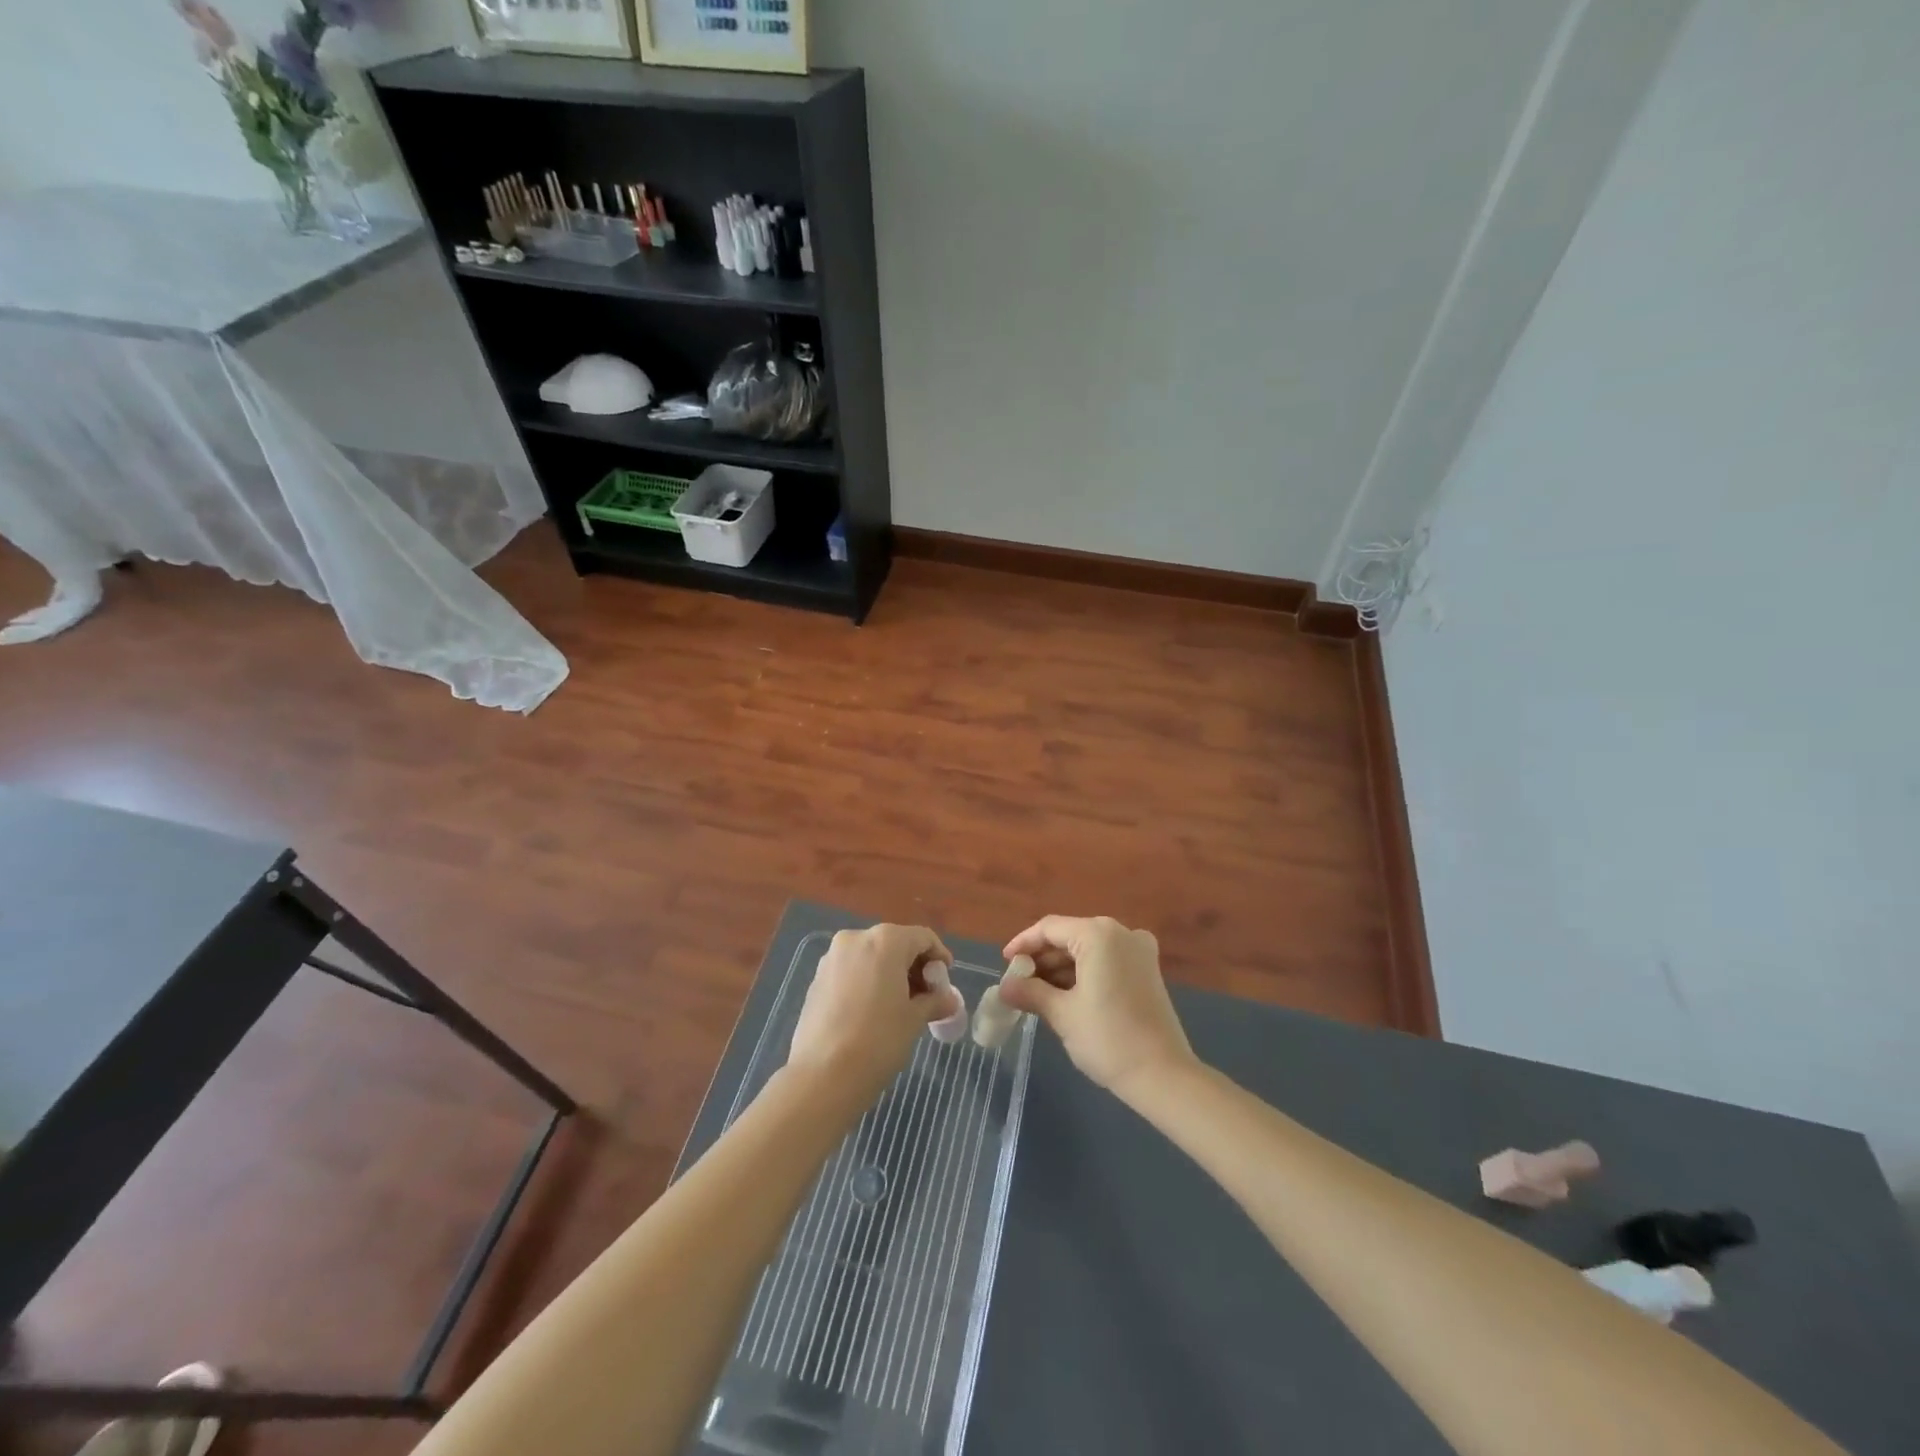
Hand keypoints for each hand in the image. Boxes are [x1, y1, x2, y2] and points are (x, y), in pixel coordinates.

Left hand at [789, 925, 963, 1102]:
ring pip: (871, 957)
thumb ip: (935, 1002)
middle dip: (913, 967)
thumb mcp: (915, 1020)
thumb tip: (949, 1000)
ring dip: (889, 975)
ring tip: (900, 1007)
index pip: (923, 938)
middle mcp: (856, 938)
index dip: (939, 957)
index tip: (946, 982)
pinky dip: (867, 983)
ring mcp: (832, 958)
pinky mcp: (816, 979)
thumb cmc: (878, 1040)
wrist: (822, 1076)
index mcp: (885, 940)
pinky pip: (851, 972)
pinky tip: (872, 1012)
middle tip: (926, 997)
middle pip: (895, 944)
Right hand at [1000, 915, 1197, 1099]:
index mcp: (1099, 934)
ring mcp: (1139, 950)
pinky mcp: (1147, 970)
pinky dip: (1084, 973)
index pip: (1050, 928)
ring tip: (1036, 993)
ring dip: (1061, 968)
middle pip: (1070, 936)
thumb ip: (1030, 993)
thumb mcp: (1062, 1014)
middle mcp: (1121, 932)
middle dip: (1042, 958)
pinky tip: (1064, 995)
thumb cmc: (1108, 1039)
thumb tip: (1004, 988)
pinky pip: (1107, 961)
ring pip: (1089, 949)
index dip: (1023, 943)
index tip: (1005, 963)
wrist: (1163, 1075)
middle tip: (1018, 982)